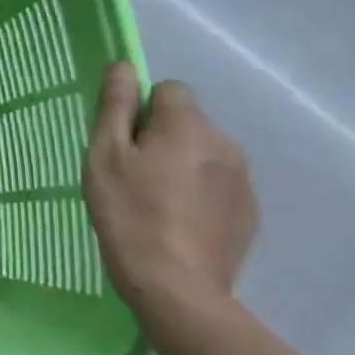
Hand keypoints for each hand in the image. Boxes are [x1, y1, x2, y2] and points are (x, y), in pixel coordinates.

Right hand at [82, 63, 256, 330]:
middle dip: (162, 138)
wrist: (177, 289)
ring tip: (155, 202)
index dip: (141, 110)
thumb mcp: (105, 155)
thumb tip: (124, 66)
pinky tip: (178, 223)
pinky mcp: (249, 214)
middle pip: (187, 122)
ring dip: (181, 165)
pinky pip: (218, 185)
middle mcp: (224, 144)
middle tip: (133, 175)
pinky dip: (198, 193)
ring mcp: (243, 181)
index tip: (123, 142)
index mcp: (188, 126)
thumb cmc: (129, 214)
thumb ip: (115, 106)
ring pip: (204, 154)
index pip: (168, 90)